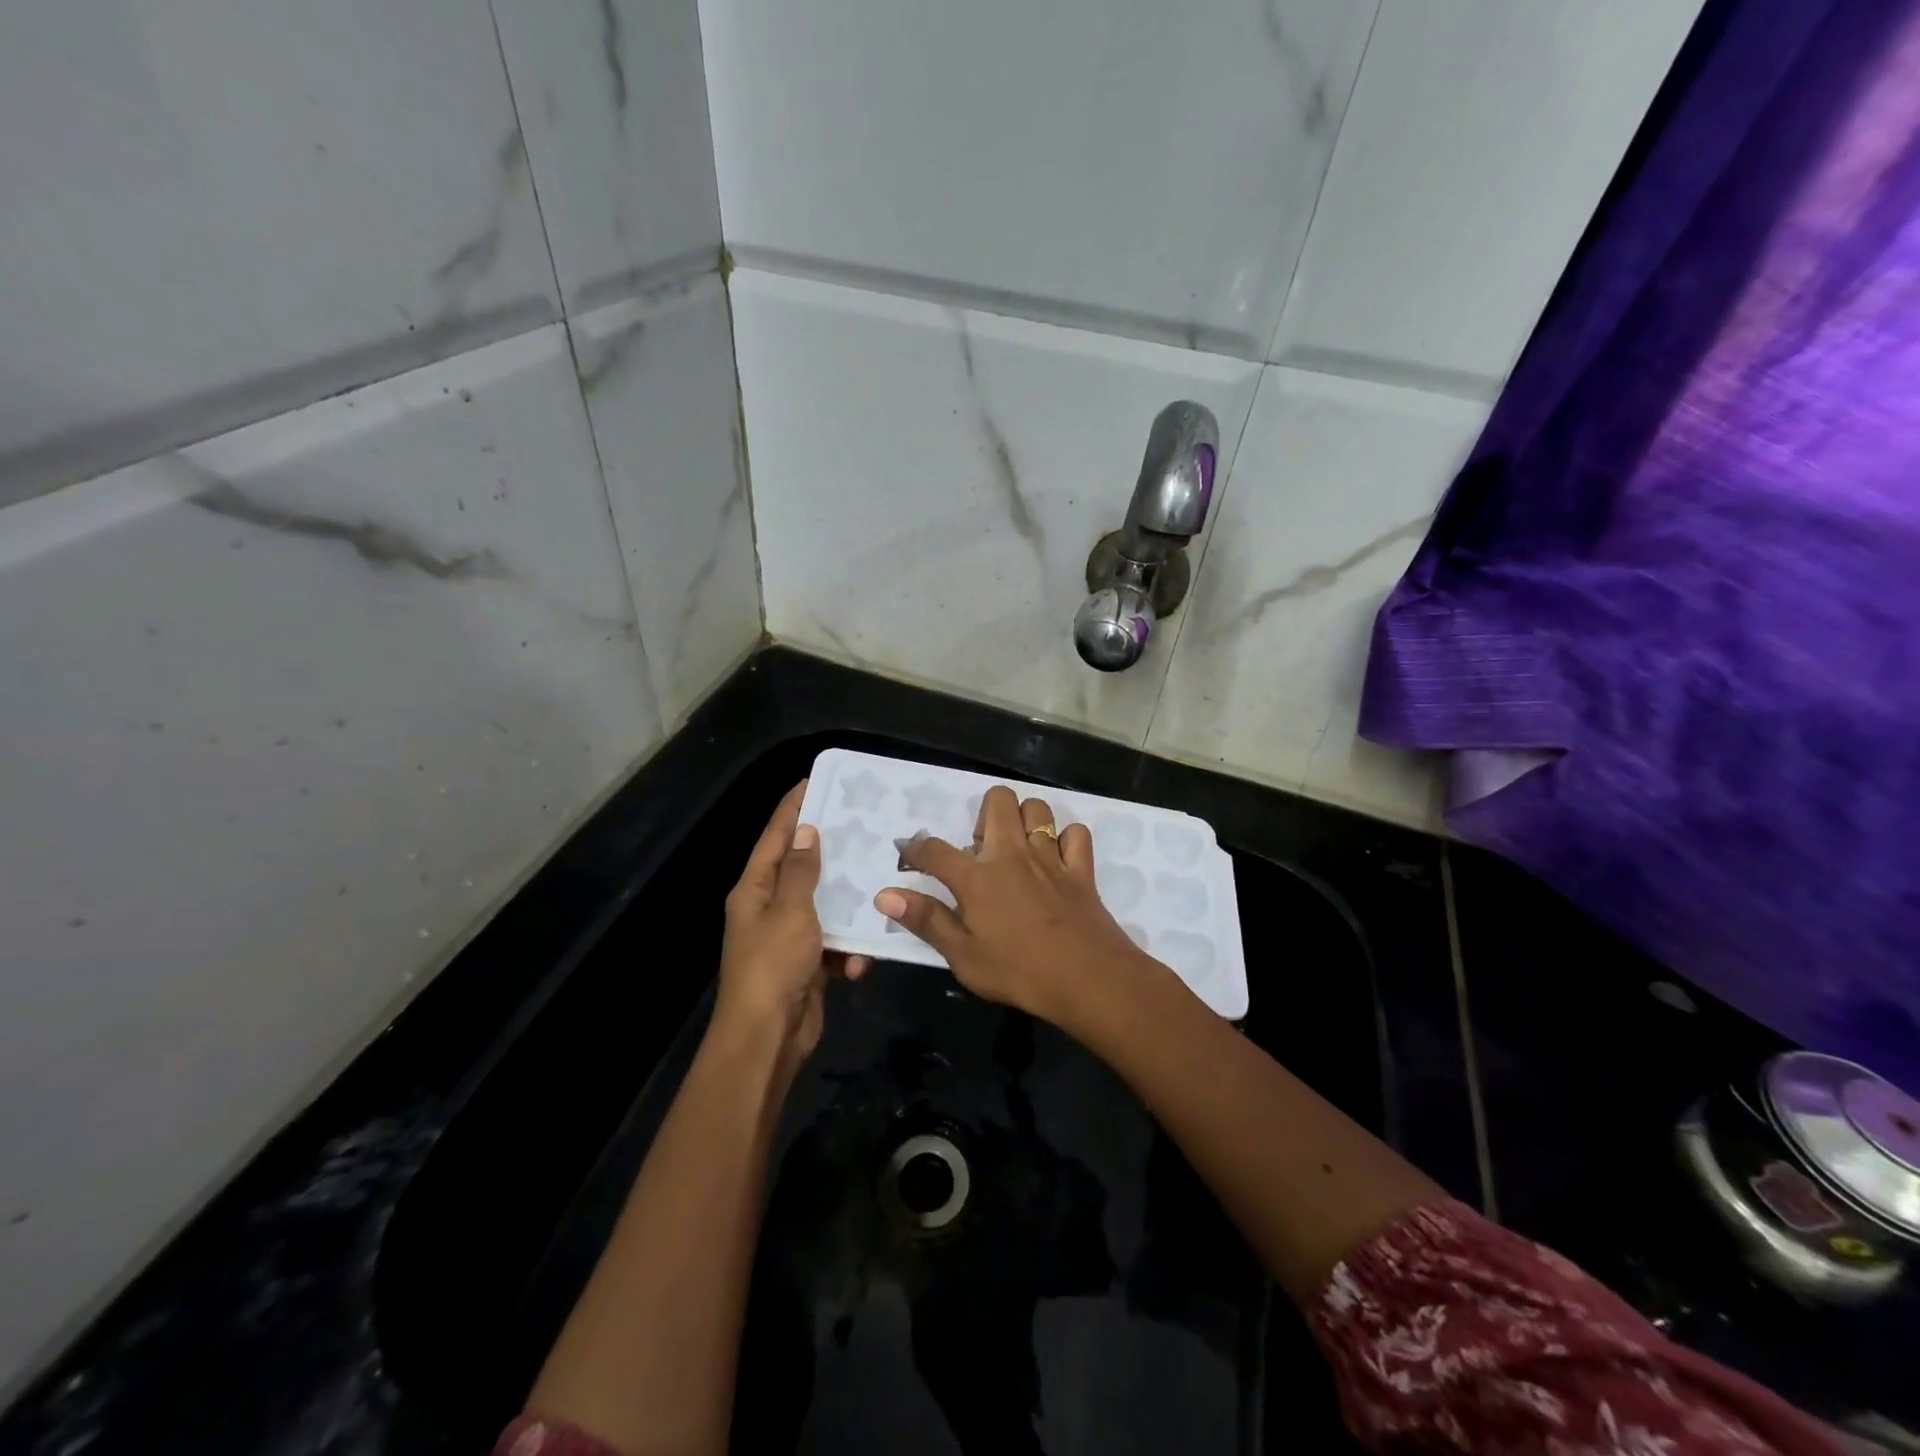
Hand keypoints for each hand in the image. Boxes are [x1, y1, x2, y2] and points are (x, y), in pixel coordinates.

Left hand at [715, 781, 868, 1063]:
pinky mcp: (808, 964)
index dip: (792, 808)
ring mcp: (789, 937)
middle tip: (862, 824)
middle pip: (801, 868)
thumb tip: (805, 831)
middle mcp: (768, 908)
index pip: (774, 837)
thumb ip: (800, 871)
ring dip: (847, 904)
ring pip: (824, 906)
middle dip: (830, 851)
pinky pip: (834, 943)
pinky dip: (848, 950)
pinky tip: (862, 959)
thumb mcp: (789, 911)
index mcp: (754, 890)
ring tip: (879, 883)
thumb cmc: (774, 965)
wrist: (768, 1038)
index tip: (815, 781)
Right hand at [876, 785, 1151, 1024]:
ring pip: (1037, 809)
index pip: (935, 850)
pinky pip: (1075, 834)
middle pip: (997, 800)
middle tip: (981, 850)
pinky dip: (1065, 840)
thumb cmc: (1019, 972)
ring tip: (1017, 849)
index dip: (916, 850)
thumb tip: (885, 895)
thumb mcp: (963, 956)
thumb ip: (926, 920)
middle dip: (983, 813)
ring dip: (1024, 820)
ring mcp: (1050, 858)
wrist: (1089, 979)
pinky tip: (1057, 860)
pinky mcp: (1081, 869)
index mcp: (978, 877)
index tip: (909, 856)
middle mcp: (1012, 854)